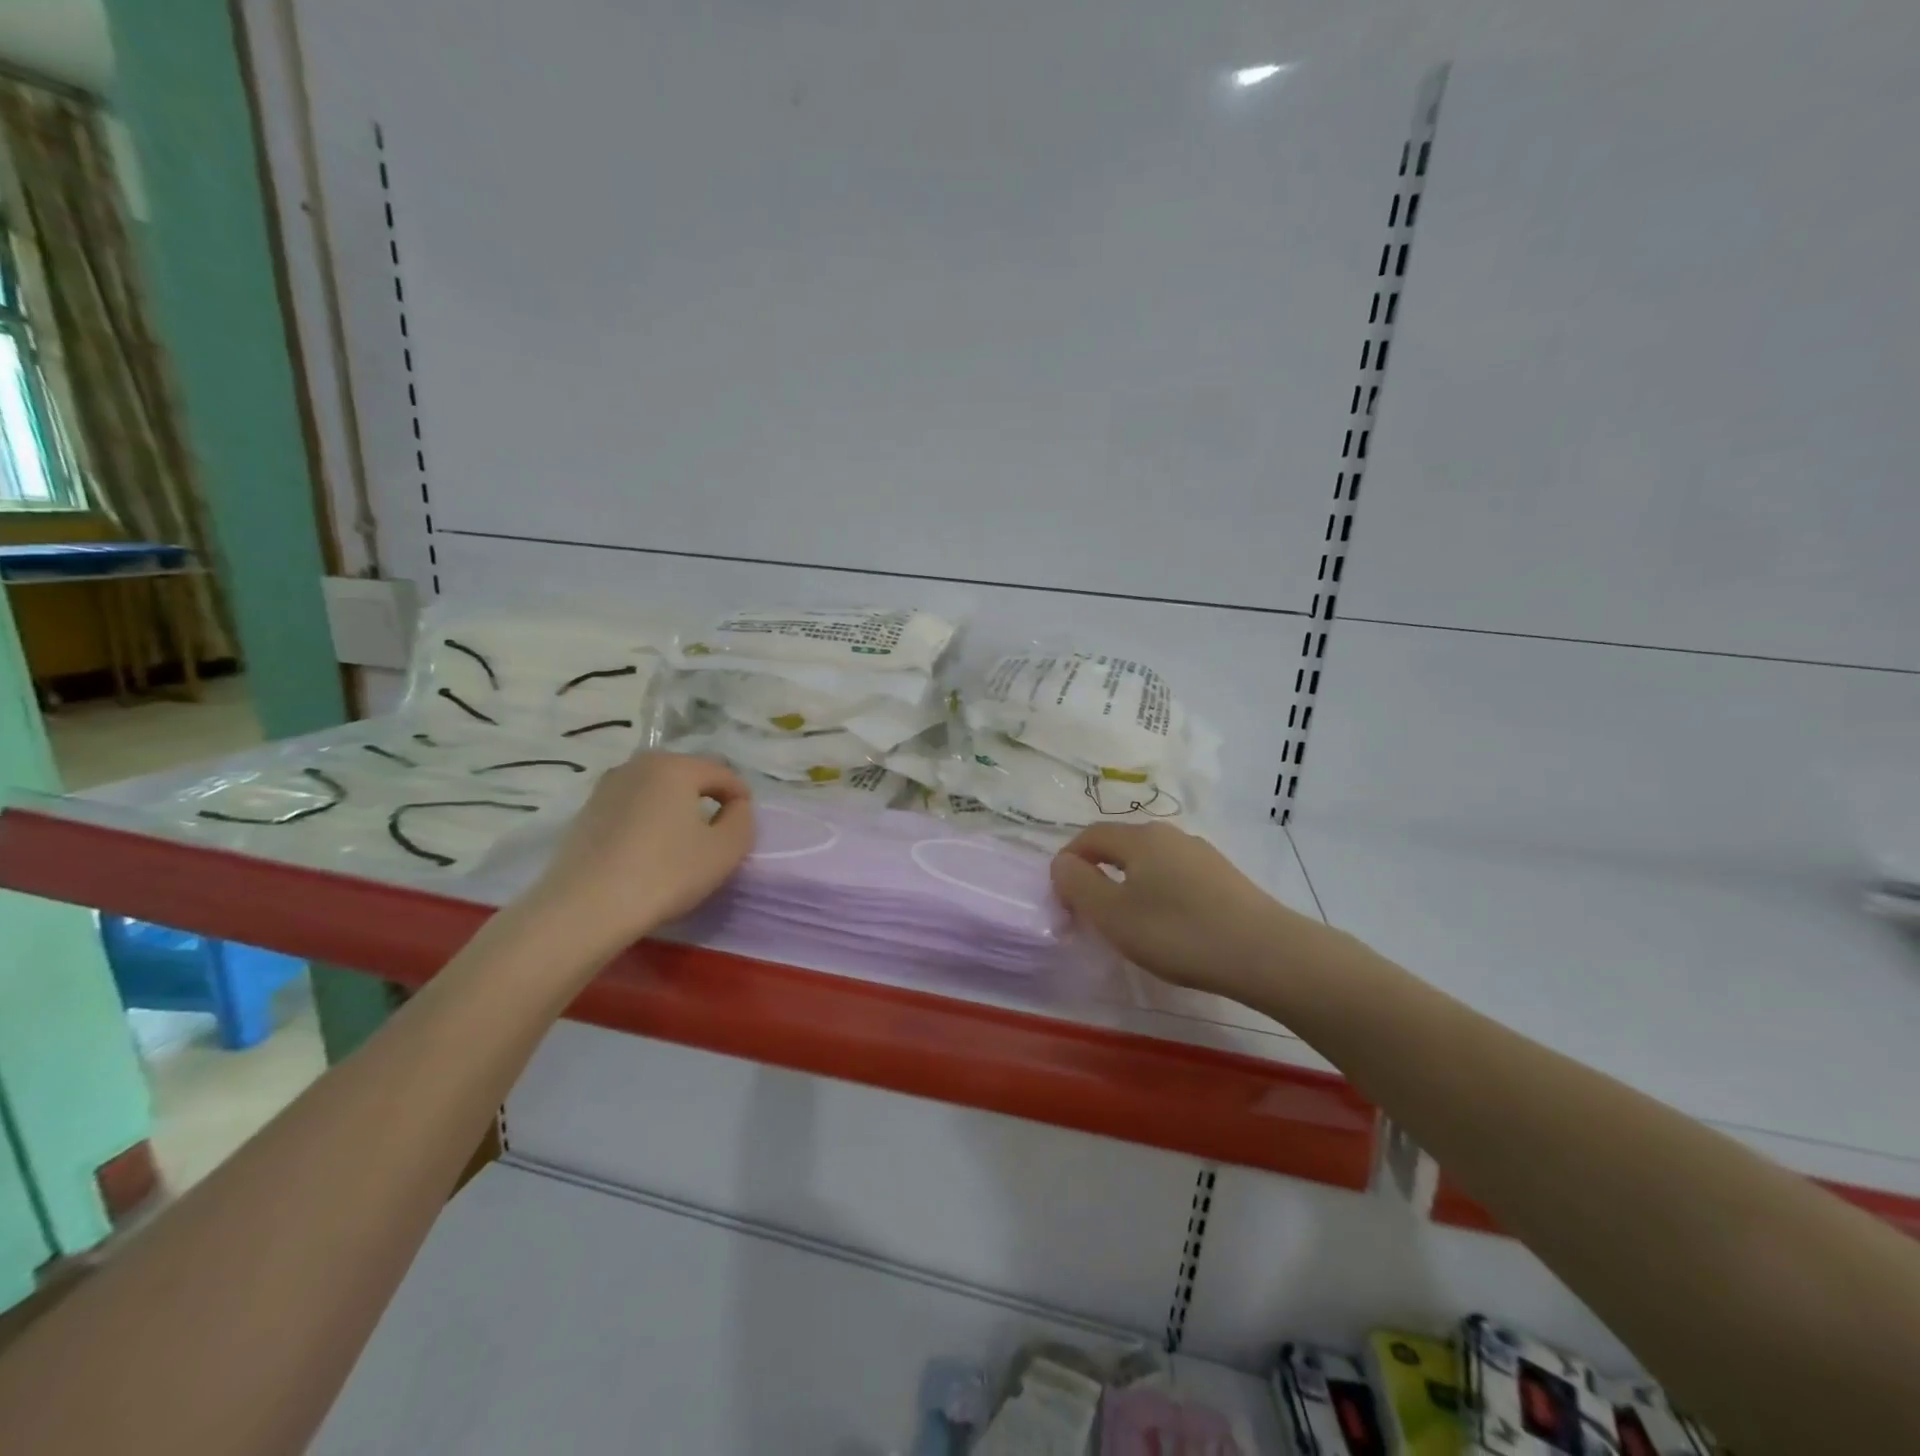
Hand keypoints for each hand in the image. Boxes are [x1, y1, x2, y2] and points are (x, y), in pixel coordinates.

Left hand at [524, 752, 753, 953]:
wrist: (584, 909)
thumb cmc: (665, 874)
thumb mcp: (725, 851)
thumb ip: (743, 820)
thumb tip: (735, 806)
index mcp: (675, 766)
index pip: (722, 772)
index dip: (741, 797)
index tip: (745, 827)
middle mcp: (638, 765)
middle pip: (687, 775)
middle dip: (707, 799)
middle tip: (716, 834)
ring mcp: (606, 787)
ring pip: (657, 791)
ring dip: (675, 810)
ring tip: (682, 844)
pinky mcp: (586, 812)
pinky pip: (632, 808)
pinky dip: (648, 821)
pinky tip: (648, 853)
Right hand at [1050, 822, 1320, 999]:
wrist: (1266, 953)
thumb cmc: (1177, 932)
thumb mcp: (1113, 914)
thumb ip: (1079, 885)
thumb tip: (1062, 862)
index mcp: (1140, 838)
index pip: (1091, 835)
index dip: (1069, 860)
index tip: (1062, 897)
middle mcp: (1171, 836)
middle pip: (1122, 846)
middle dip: (1098, 873)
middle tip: (1091, 912)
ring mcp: (1202, 855)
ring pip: (1151, 863)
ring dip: (1130, 885)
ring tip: (1129, 923)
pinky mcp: (1225, 878)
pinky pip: (1177, 877)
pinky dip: (1159, 894)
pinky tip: (1170, 926)